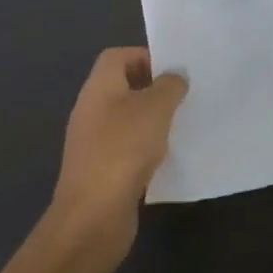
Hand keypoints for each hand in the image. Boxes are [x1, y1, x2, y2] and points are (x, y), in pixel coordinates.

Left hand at [49, 48, 187, 263]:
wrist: (93, 216)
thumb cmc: (124, 149)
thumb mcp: (156, 108)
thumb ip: (169, 85)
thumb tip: (175, 76)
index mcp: (99, 87)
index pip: (117, 56)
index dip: (144, 56)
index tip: (172, 71)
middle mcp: (91, 109)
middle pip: (122, 86)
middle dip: (152, 89)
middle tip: (182, 97)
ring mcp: (93, 141)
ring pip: (125, 118)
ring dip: (150, 120)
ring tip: (179, 125)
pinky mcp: (100, 170)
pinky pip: (125, 147)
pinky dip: (145, 148)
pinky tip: (166, 157)